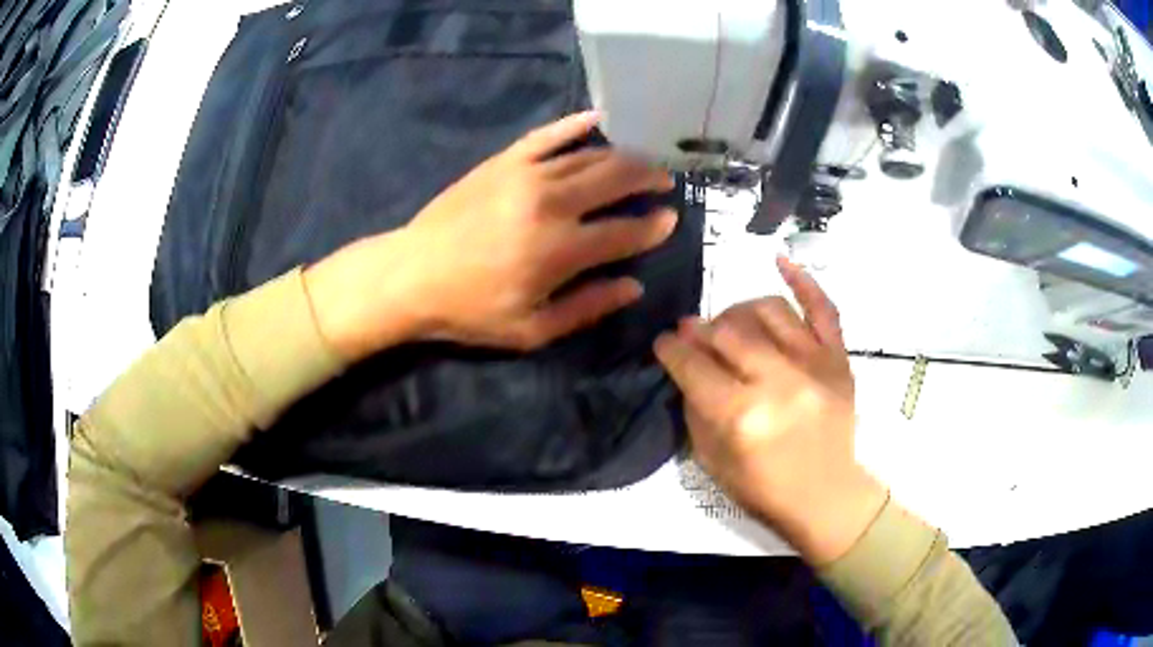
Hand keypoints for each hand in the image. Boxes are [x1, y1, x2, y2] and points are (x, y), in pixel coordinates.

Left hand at [304, 111, 677, 360]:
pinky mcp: (504, 160)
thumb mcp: (532, 330)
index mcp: (560, 251)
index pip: (625, 232)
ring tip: (642, 161)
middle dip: (649, 178)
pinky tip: (598, 119)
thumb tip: (633, 286)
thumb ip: (588, 308)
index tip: (671, 219)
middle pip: (616, 179)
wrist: (411, 275)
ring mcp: (526, 174)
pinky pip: (548, 134)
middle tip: (665, 181)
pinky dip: (575, 125)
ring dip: (624, 156)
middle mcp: (551, 203)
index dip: (654, 226)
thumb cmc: (471, 309)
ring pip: (590, 155)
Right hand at [654, 257, 885, 564]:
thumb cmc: (764, 489)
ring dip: (738, 312)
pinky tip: (779, 260)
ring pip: (768, 311)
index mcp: (742, 416)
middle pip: (727, 333)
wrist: (827, 496)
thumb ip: (695, 407)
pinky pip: (822, 308)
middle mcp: (779, 381)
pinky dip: (802, 281)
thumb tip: (687, 363)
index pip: (693, 366)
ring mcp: (814, 365)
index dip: (671, 349)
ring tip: (729, 323)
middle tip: (692, 334)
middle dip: (700, 330)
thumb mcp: (712, 462)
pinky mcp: (838, 359)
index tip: (663, 342)